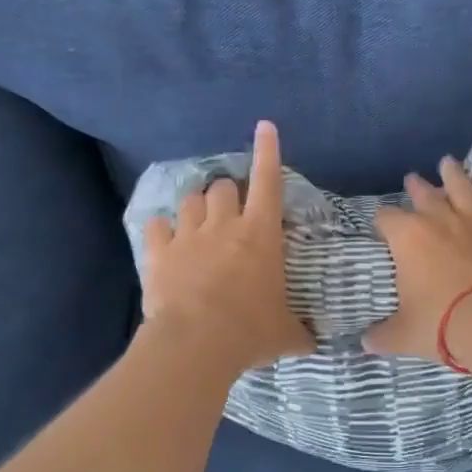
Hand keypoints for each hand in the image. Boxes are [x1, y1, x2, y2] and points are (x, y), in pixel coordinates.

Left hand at [141, 121, 313, 375]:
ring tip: (198, 221)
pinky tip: (164, 237)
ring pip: (191, 200)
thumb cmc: (250, 332)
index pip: (268, 181)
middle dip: (228, 192)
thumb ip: (299, 332)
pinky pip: (157, 225)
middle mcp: (224, 225)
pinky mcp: (159, 252)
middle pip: (224, 186)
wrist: (196, 344)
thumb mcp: (285, 334)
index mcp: (261, 234)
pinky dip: (162, 229)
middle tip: (230, 211)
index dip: (268, 151)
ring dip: (197, 206)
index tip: (264, 126)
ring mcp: (188, 235)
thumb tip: (313, 344)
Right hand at [365, 158, 471, 369]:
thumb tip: (365, 343)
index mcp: (407, 238)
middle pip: (422, 195)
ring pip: (461, 188)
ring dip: (452, 174)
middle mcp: (438, 220)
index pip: (386, 218)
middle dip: (415, 187)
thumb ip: (382, 335)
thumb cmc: (442, 325)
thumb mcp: (402, 335)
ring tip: (447, 163)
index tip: (381, 227)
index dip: (381, 221)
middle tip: (411, 180)